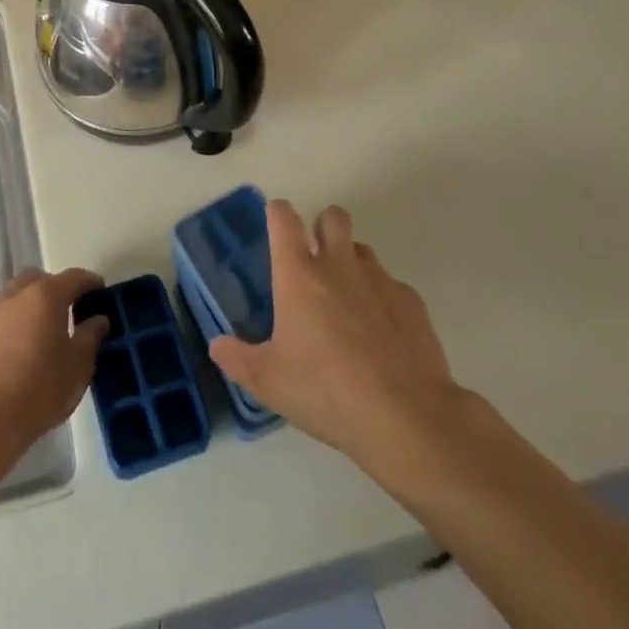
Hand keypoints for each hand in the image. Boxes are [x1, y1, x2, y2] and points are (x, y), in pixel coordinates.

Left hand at [0, 267, 110, 457]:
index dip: (91, 283)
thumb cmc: (40, 389)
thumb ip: (91, 336)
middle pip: (41, 280)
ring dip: (33, 307)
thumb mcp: (78, 365)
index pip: (74, 277)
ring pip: (18, 297)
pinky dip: (16, 326)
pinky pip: (3, 320)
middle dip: (57, 289)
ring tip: (45, 333)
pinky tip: (22, 352)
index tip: (101, 293)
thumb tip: (99, 319)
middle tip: (70, 312)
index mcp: (46, 295)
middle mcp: (17, 295)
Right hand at [209, 200, 463, 474]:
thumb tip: (217, 345)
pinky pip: (393, 286)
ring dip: (352, 261)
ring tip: (348, 299)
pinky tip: (382, 334)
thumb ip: (238, 360)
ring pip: (363, 249)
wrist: (405, 416)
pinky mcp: (412, 302)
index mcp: (299, 275)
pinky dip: (383, 299)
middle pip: (332, 216)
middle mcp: (339, 265)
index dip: (277, 212)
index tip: (275, 220)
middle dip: (323, 224)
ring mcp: (379, 280)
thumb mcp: (269, 383)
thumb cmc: (326, 391)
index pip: (283, 219)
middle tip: (316, 255)